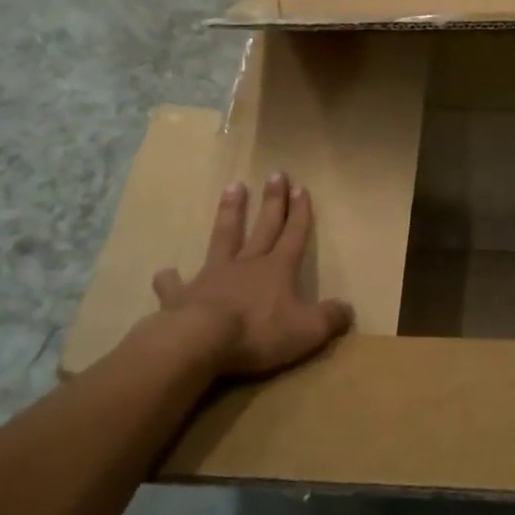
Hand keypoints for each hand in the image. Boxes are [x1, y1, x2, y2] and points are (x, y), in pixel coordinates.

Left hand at [153, 173, 353, 377]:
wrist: (201, 341)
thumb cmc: (259, 332)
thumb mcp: (306, 331)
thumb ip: (329, 319)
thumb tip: (348, 310)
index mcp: (277, 270)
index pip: (293, 235)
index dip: (299, 212)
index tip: (301, 187)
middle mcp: (246, 264)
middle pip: (263, 227)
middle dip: (272, 201)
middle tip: (275, 173)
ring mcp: (213, 276)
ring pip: (223, 237)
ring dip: (230, 213)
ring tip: (232, 188)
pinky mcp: (183, 295)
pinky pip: (175, 284)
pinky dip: (171, 278)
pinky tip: (165, 272)